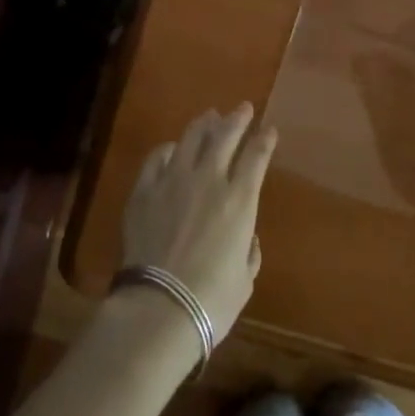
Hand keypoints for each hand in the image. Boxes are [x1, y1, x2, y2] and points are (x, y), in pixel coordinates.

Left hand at [121, 104, 276, 342]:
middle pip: (225, 136)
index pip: (257, 157)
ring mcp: (173, 180)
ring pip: (191, 138)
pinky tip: (172, 149)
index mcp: (239, 200)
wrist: (159, 307)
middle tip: (244, 108)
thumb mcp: (244, 280)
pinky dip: (168, 149)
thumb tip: (246, 237)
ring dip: (204, 124)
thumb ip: (249, 252)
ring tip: (210, 116)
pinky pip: (157, 157)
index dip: (265, 140)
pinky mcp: (144, 189)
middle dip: (237, 119)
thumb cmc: (211, 302)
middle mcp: (209, 180)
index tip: (270, 129)